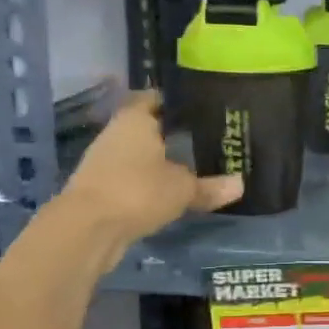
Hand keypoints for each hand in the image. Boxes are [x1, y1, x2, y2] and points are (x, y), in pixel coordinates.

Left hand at [59, 90, 241, 245]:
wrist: (87, 229)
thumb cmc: (138, 191)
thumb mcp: (182, 189)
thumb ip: (210, 186)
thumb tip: (240, 184)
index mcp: (135, 119)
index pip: (155, 99)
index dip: (176, 103)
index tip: (201, 109)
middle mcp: (116, 134)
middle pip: (147, 128)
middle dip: (172, 136)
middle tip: (206, 141)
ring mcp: (105, 163)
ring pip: (139, 156)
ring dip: (159, 163)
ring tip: (193, 169)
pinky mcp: (101, 190)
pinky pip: (132, 180)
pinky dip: (148, 185)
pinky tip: (170, 195)